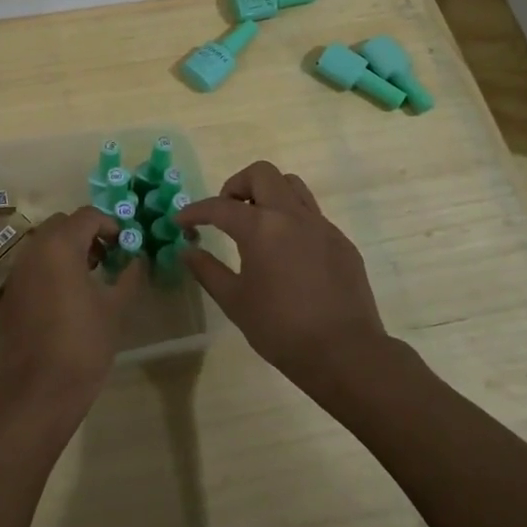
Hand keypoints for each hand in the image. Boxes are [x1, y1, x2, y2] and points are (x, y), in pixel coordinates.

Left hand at [0, 206, 140, 437]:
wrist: (35, 394)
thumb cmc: (82, 346)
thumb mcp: (115, 309)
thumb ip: (129, 276)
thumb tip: (138, 259)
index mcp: (59, 247)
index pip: (87, 216)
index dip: (111, 224)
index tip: (127, 245)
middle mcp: (32, 252)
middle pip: (62, 225)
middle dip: (88, 234)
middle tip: (110, 257)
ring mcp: (15, 274)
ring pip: (44, 245)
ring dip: (68, 250)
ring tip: (92, 278)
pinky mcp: (8, 297)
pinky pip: (32, 268)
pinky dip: (51, 270)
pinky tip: (67, 300)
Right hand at [176, 161, 389, 394]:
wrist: (345, 352)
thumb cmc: (281, 329)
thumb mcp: (235, 302)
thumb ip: (208, 270)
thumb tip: (187, 251)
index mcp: (261, 227)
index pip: (220, 207)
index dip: (195, 211)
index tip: (181, 221)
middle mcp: (292, 215)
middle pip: (262, 174)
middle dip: (237, 185)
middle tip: (226, 212)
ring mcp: (321, 225)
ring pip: (292, 186)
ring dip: (268, 194)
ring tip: (256, 224)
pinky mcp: (341, 241)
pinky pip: (312, 215)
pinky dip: (292, 220)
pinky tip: (287, 252)